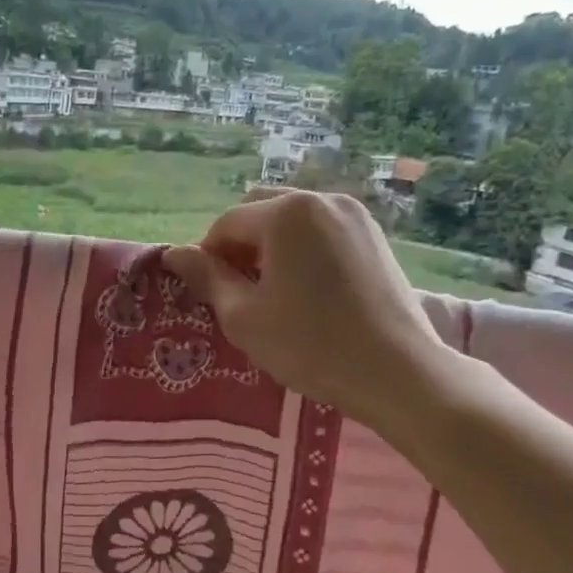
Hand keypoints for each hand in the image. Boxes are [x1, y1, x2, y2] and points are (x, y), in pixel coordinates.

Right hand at [163, 189, 459, 437]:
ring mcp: (354, 216)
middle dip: (239, 245)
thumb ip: (206, 278)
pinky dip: (301, 250)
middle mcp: (321, 200)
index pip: (226, 224)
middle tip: (237, 290)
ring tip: (272, 292)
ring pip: (292, 220)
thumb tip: (174, 254)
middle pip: (260, 211)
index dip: (207, 257)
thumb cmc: (310, 345)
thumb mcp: (243, 316)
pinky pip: (321, 232)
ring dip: (270, 246)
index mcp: (286, 214)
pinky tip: (306, 291)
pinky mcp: (375, 237)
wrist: (398, 372)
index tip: (206, 293)